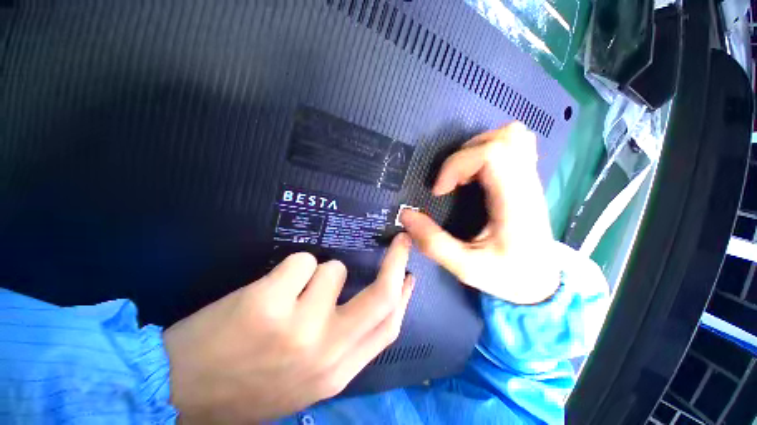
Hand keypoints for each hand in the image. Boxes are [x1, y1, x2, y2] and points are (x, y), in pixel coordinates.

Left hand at [163, 234, 413, 422]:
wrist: (180, 394)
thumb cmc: (248, 385)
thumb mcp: (307, 378)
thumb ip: (345, 342)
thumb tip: (375, 304)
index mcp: (336, 372)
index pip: (388, 328)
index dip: (405, 297)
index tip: (411, 274)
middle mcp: (325, 351)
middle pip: (380, 297)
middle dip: (396, 263)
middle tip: (401, 242)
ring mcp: (298, 327)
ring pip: (333, 269)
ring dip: (317, 274)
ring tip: (288, 294)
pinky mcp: (268, 303)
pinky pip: (302, 261)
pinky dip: (292, 268)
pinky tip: (270, 289)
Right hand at [400, 122, 557, 303]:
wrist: (542, 283)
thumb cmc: (507, 276)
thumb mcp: (465, 268)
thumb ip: (433, 243)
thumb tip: (405, 215)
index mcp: (515, 204)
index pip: (492, 155)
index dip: (457, 164)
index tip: (440, 190)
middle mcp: (527, 185)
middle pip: (502, 139)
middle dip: (464, 155)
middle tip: (450, 183)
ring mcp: (531, 179)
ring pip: (512, 136)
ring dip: (477, 148)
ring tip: (462, 175)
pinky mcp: (527, 180)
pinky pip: (517, 145)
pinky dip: (492, 149)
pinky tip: (478, 172)